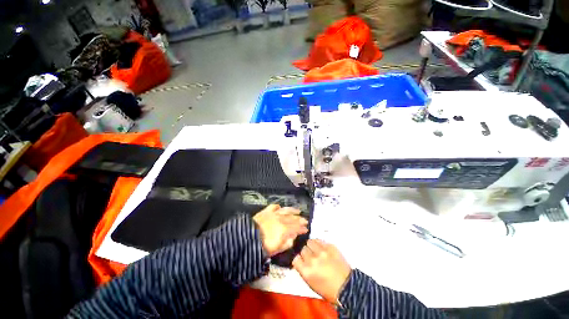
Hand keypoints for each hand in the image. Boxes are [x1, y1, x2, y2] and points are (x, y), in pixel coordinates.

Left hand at [253, 204, 307, 256]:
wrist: (248, 238)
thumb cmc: (263, 246)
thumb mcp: (277, 249)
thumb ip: (287, 243)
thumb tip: (293, 237)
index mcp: (284, 229)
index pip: (296, 228)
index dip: (302, 228)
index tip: (306, 229)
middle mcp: (281, 219)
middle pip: (293, 218)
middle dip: (300, 219)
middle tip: (305, 220)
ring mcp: (274, 214)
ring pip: (286, 210)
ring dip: (293, 210)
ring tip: (298, 210)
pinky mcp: (266, 211)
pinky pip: (274, 206)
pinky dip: (278, 206)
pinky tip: (280, 207)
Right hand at [292, 239, 350, 302]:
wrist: (347, 287)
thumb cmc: (328, 290)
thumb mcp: (311, 283)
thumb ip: (303, 270)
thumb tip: (300, 260)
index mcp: (306, 271)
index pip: (296, 258)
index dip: (298, 259)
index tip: (302, 260)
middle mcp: (312, 259)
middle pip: (303, 249)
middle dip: (305, 253)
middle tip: (310, 256)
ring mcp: (322, 252)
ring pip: (310, 242)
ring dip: (311, 246)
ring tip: (315, 250)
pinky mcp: (330, 246)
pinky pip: (319, 240)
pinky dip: (319, 243)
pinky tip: (321, 248)